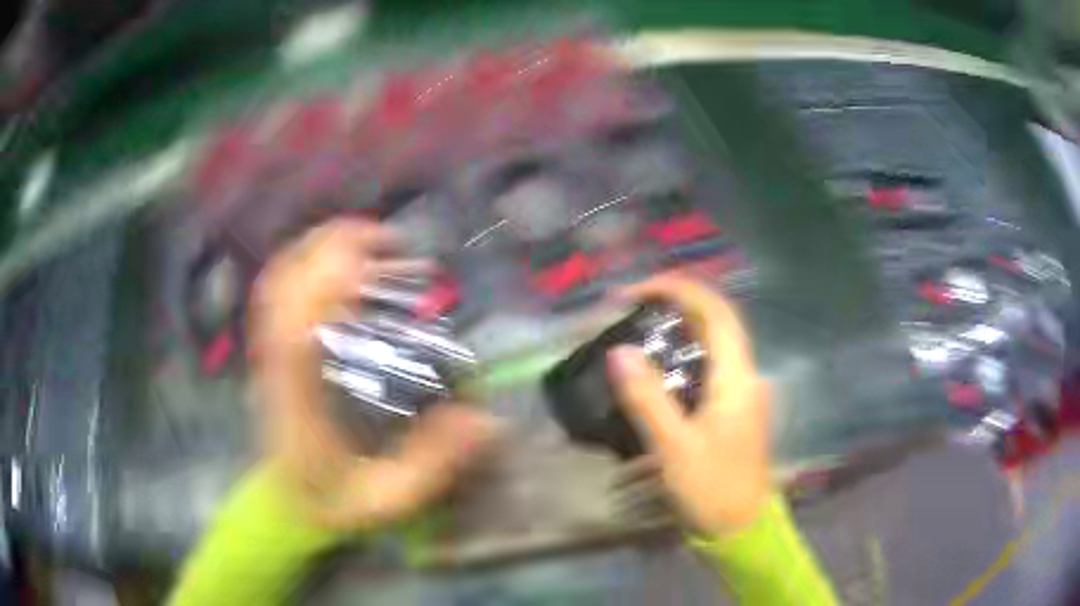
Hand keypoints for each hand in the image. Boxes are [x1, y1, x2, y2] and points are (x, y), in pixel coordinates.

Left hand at [249, 218, 494, 530]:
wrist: (284, 504)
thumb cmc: (333, 502)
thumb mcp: (389, 499)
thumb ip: (435, 465)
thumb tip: (485, 420)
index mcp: (300, 405)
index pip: (299, 331)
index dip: (329, 284)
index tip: (376, 257)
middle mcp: (277, 369)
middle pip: (285, 289)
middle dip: (331, 250)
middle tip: (388, 241)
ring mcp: (267, 356)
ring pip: (276, 284)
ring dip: (317, 249)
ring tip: (366, 240)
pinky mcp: (270, 351)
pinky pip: (275, 294)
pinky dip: (302, 264)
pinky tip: (334, 262)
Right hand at [608, 275, 770, 534]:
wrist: (740, 528)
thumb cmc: (712, 488)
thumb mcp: (674, 447)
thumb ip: (647, 398)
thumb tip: (620, 351)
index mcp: (738, 377)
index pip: (715, 311)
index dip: (678, 290)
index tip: (635, 293)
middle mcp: (745, 375)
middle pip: (715, 322)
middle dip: (675, 306)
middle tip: (630, 310)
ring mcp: (743, 392)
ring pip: (713, 344)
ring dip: (679, 330)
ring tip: (638, 333)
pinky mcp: (734, 409)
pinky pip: (710, 368)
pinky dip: (683, 357)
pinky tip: (657, 372)